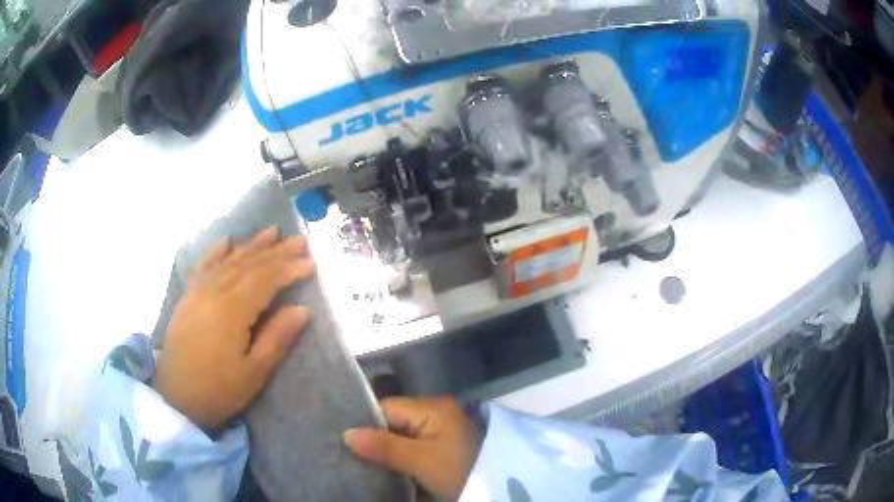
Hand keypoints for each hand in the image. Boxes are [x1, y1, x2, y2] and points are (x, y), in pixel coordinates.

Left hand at [153, 227, 315, 430]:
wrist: (176, 398)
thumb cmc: (219, 390)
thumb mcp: (254, 372)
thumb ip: (277, 337)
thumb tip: (303, 309)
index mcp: (231, 310)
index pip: (265, 280)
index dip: (289, 269)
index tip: (311, 263)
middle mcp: (214, 291)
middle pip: (249, 265)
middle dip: (276, 252)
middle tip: (300, 240)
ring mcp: (197, 291)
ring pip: (229, 261)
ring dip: (252, 245)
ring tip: (272, 232)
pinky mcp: (187, 296)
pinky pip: (203, 266)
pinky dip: (216, 250)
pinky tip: (227, 240)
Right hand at [343, 397, 483, 499]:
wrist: (497, 486)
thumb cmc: (458, 468)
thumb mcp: (421, 460)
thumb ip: (384, 446)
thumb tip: (347, 434)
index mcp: (431, 407)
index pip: (386, 407)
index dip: (364, 422)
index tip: (342, 439)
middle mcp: (434, 413)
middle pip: (393, 421)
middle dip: (373, 438)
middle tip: (347, 453)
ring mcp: (440, 431)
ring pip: (401, 435)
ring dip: (385, 449)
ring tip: (358, 460)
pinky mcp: (443, 447)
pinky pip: (413, 446)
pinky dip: (400, 456)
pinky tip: (383, 466)